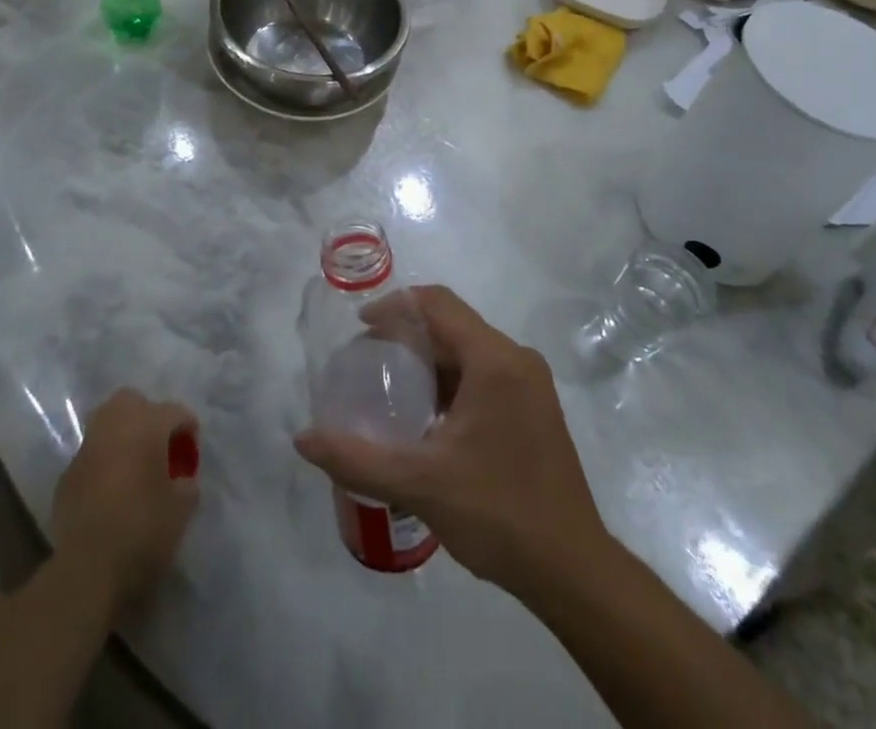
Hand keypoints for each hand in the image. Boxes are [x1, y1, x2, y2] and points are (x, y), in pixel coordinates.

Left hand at [50, 389, 199, 611]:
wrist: (88, 569)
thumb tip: (182, 479)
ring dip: (122, 437)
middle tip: (159, 445)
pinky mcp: (67, 476)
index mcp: (147, 425)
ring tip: (135, 464)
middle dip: (147, 416)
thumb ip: (187, 484)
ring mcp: (86, 450)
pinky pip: (91, 456)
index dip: (188, 429)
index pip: (175, 412)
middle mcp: (114, 426)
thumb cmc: (144, 530)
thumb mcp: (182, 509)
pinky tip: (111, 490)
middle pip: (132, 401)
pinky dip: (103, 464)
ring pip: (106, 424)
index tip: (192, 454)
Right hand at [294, 286, 610, 597]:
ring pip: (468, 351)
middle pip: (452, 325)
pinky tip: (427, 417)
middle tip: (367, 362)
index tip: (360, 328)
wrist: (573, 570)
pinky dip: (451, 382)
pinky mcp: (534, 408)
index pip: (438, 304)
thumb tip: (303, 439)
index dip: (395, 306)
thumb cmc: (498, 514)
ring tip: (390, 389)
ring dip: (429, 361)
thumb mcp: (420, 484)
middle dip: (406, 336)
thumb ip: (357, 458)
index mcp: (495, 360)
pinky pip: (484, 374)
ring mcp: (530, 384)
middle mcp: (516, 359)